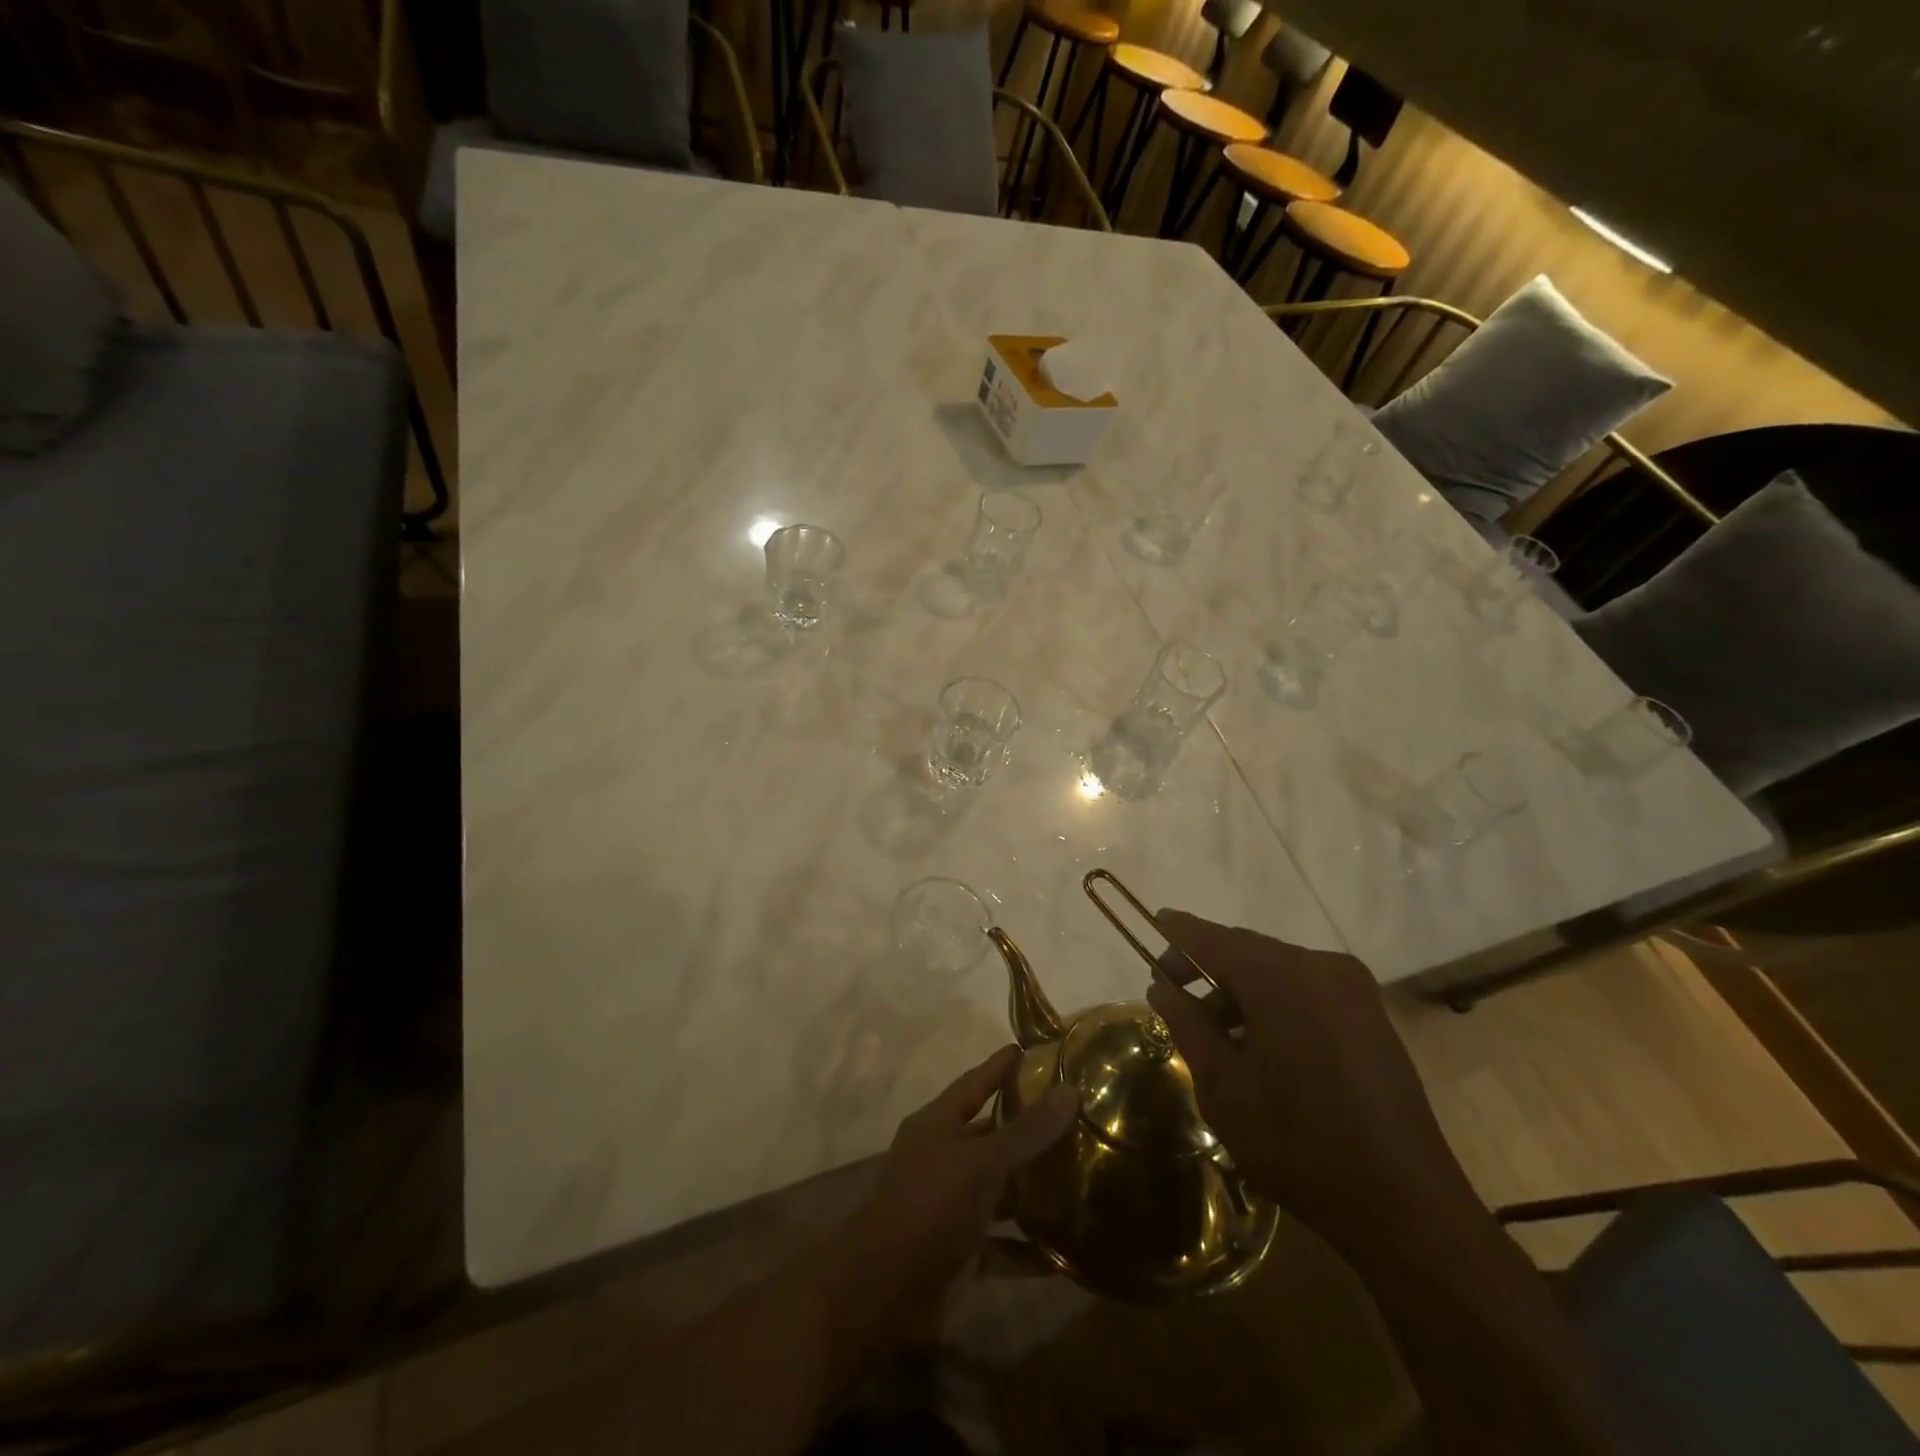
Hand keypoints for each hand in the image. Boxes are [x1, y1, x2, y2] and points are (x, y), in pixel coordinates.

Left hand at [834, 1045, 1077, 1337]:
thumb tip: (1071, 1089)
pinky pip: (997, 1243)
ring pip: (993, 1188)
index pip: (973, 1084)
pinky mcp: (953, 1252)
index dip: (998, 1067)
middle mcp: (938, 1158)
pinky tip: (1061, 1253)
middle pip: (984, 1135)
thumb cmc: (931, 1205)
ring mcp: (944, 1206)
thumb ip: (1027, 1131)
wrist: (883, 1290)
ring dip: (1026, 1188)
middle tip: (1065, 1117)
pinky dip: (1025, 1248)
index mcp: (936, 1125)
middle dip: (1020, 1128)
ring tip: (1073, 1179)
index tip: (1025, 1050)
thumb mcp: (982, 1162)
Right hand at [1145, 912, 1474, 1248]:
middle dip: (1207, 966)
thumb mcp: (1223, 1085)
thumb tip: (1162, 989)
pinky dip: (1274, 1002)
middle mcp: (1318, 967)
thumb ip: (1188, 1025)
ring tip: (1212, 1028)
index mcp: (1278, 976)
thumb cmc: (1297, 1140)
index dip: (1180, 933)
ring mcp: (1351, 990)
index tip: (1155, 922)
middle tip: (1172, 990)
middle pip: (1247, 951)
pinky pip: (1306, 990)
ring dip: (1240, 989)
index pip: (1213, 939)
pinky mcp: (1370, 1015)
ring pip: (1277, 971)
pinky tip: (1258, 1040)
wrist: (1404, 1201)